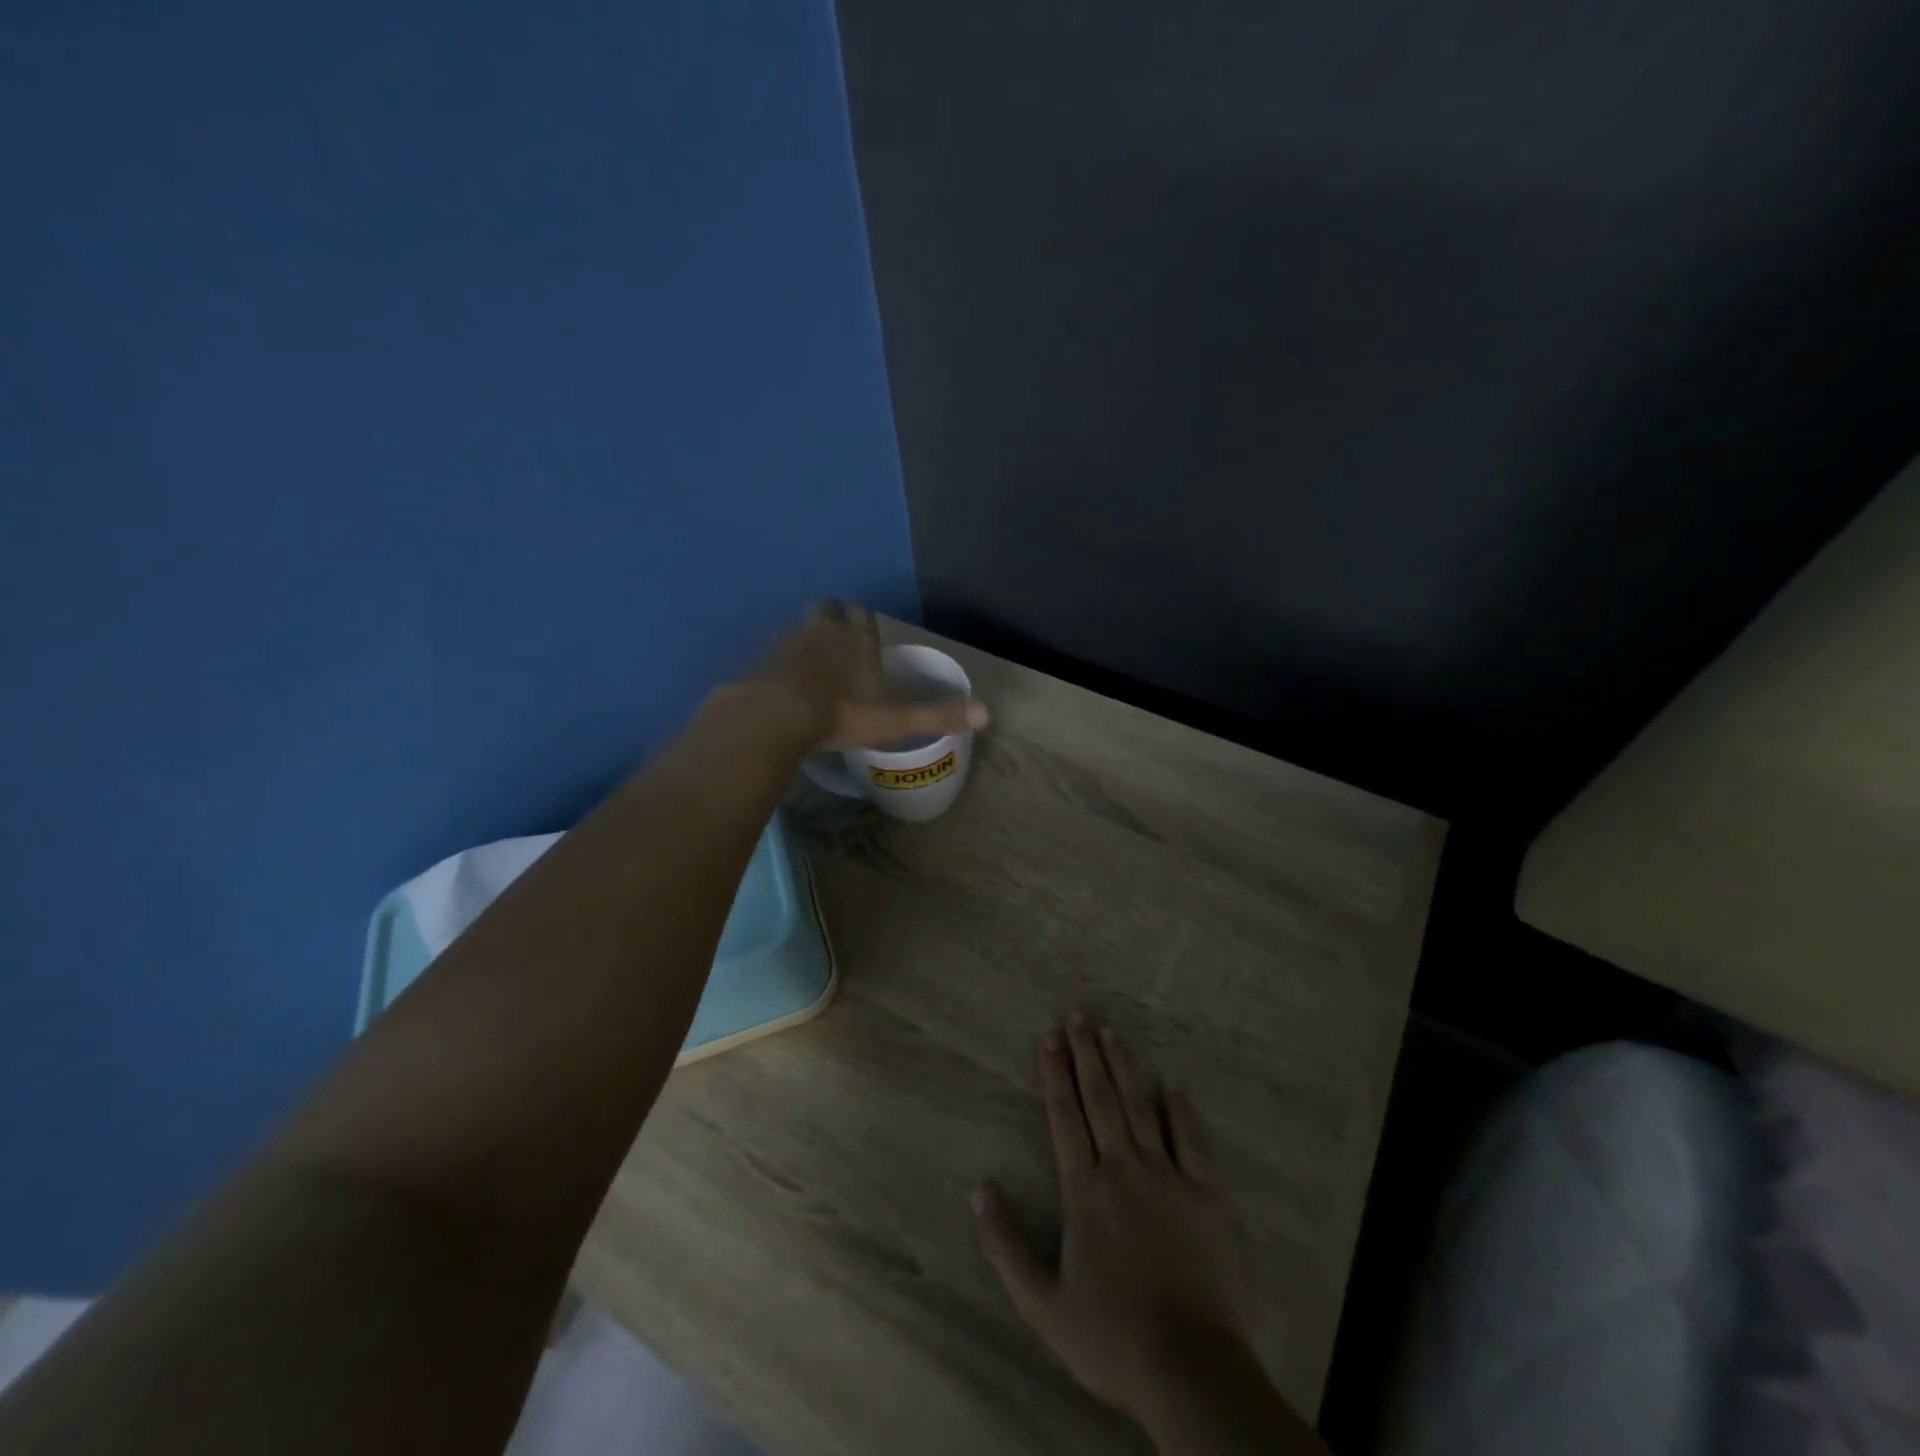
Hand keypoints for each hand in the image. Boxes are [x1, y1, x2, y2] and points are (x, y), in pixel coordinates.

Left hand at [753, 601, 986, 750]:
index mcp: (858, 641)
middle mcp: (825, 631)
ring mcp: (789, 640)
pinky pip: (774, 649)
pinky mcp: (762, 657)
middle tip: (838, 647)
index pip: (864, 616)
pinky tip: (783, 682)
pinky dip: (781, 660)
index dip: (865, 625)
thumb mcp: (893, 721)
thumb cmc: (841, 715)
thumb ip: (936, 716)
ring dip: (807, 639)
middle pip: (829, 611)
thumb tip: (987, 714)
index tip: (866, 640)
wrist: (776, 716)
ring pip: (800, 627)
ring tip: (811, 666)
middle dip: (834, 621)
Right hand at [972, 1017, 1256, 1426]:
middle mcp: (1124, 1169)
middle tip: (1078, 1014)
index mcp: (1085, 1190)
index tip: (1047, 1037)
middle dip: (1086, 1053)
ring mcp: (1169, 1178)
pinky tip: (1172, 1087)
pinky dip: (1181, 1112)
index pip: (1065, 1116)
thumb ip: (1006, 1245)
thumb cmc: (1111, 1337)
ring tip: (1112, 1033)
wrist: (1190, 1369)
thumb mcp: (1042, 1304)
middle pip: (1101, 1099)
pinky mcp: (1208, 1195)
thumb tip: (978, 1190)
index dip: (1054, 1073)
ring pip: (1141, 1108)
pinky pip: (1192, 1142)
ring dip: (1125, 1067)